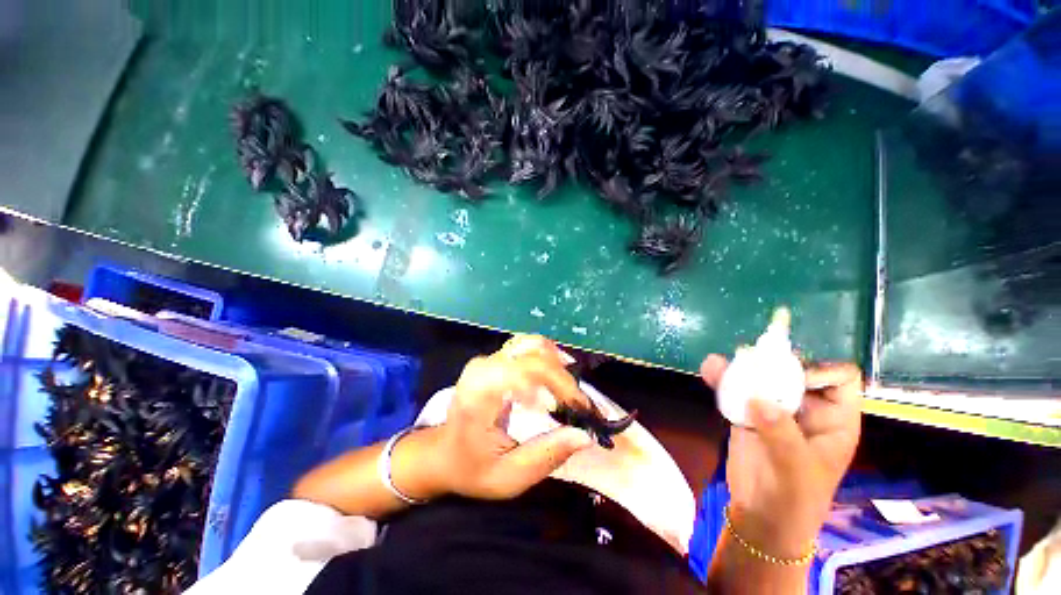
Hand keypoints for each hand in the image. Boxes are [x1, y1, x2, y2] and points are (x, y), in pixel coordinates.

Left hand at [423, 335, 595, 499]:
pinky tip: (555, 377)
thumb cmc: (472, 468)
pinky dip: (547, 358)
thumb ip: (546, 455)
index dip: (561, 385)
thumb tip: (585, 436)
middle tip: (579, 406)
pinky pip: (527, 346)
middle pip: (535, 355)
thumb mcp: (509, 476)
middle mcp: (484, 366)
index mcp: (481, 392)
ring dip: (557, 365)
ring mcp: (488, 358)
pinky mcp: (494, 358)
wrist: (443, 454)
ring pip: (533, 344)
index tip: (580, 410)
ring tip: (568, 392)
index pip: (529, 371)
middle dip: (564, 379)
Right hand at [701, 356, 862, 557]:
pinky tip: (710, 372)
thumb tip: (757, 399)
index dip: (819, 370)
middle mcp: (807, 408)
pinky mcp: (747, 413)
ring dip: (741, 366)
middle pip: (795, 370)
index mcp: (834, 419)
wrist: (761, 518)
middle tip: (749, 359)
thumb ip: (782, 436)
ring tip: (719, 364)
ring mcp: (775, 410)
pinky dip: (723, 379)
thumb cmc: (794, 501)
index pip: (840, 378)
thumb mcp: (796, 473)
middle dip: (772, 361)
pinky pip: (736, 389)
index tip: (788, 379)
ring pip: (762, 376)